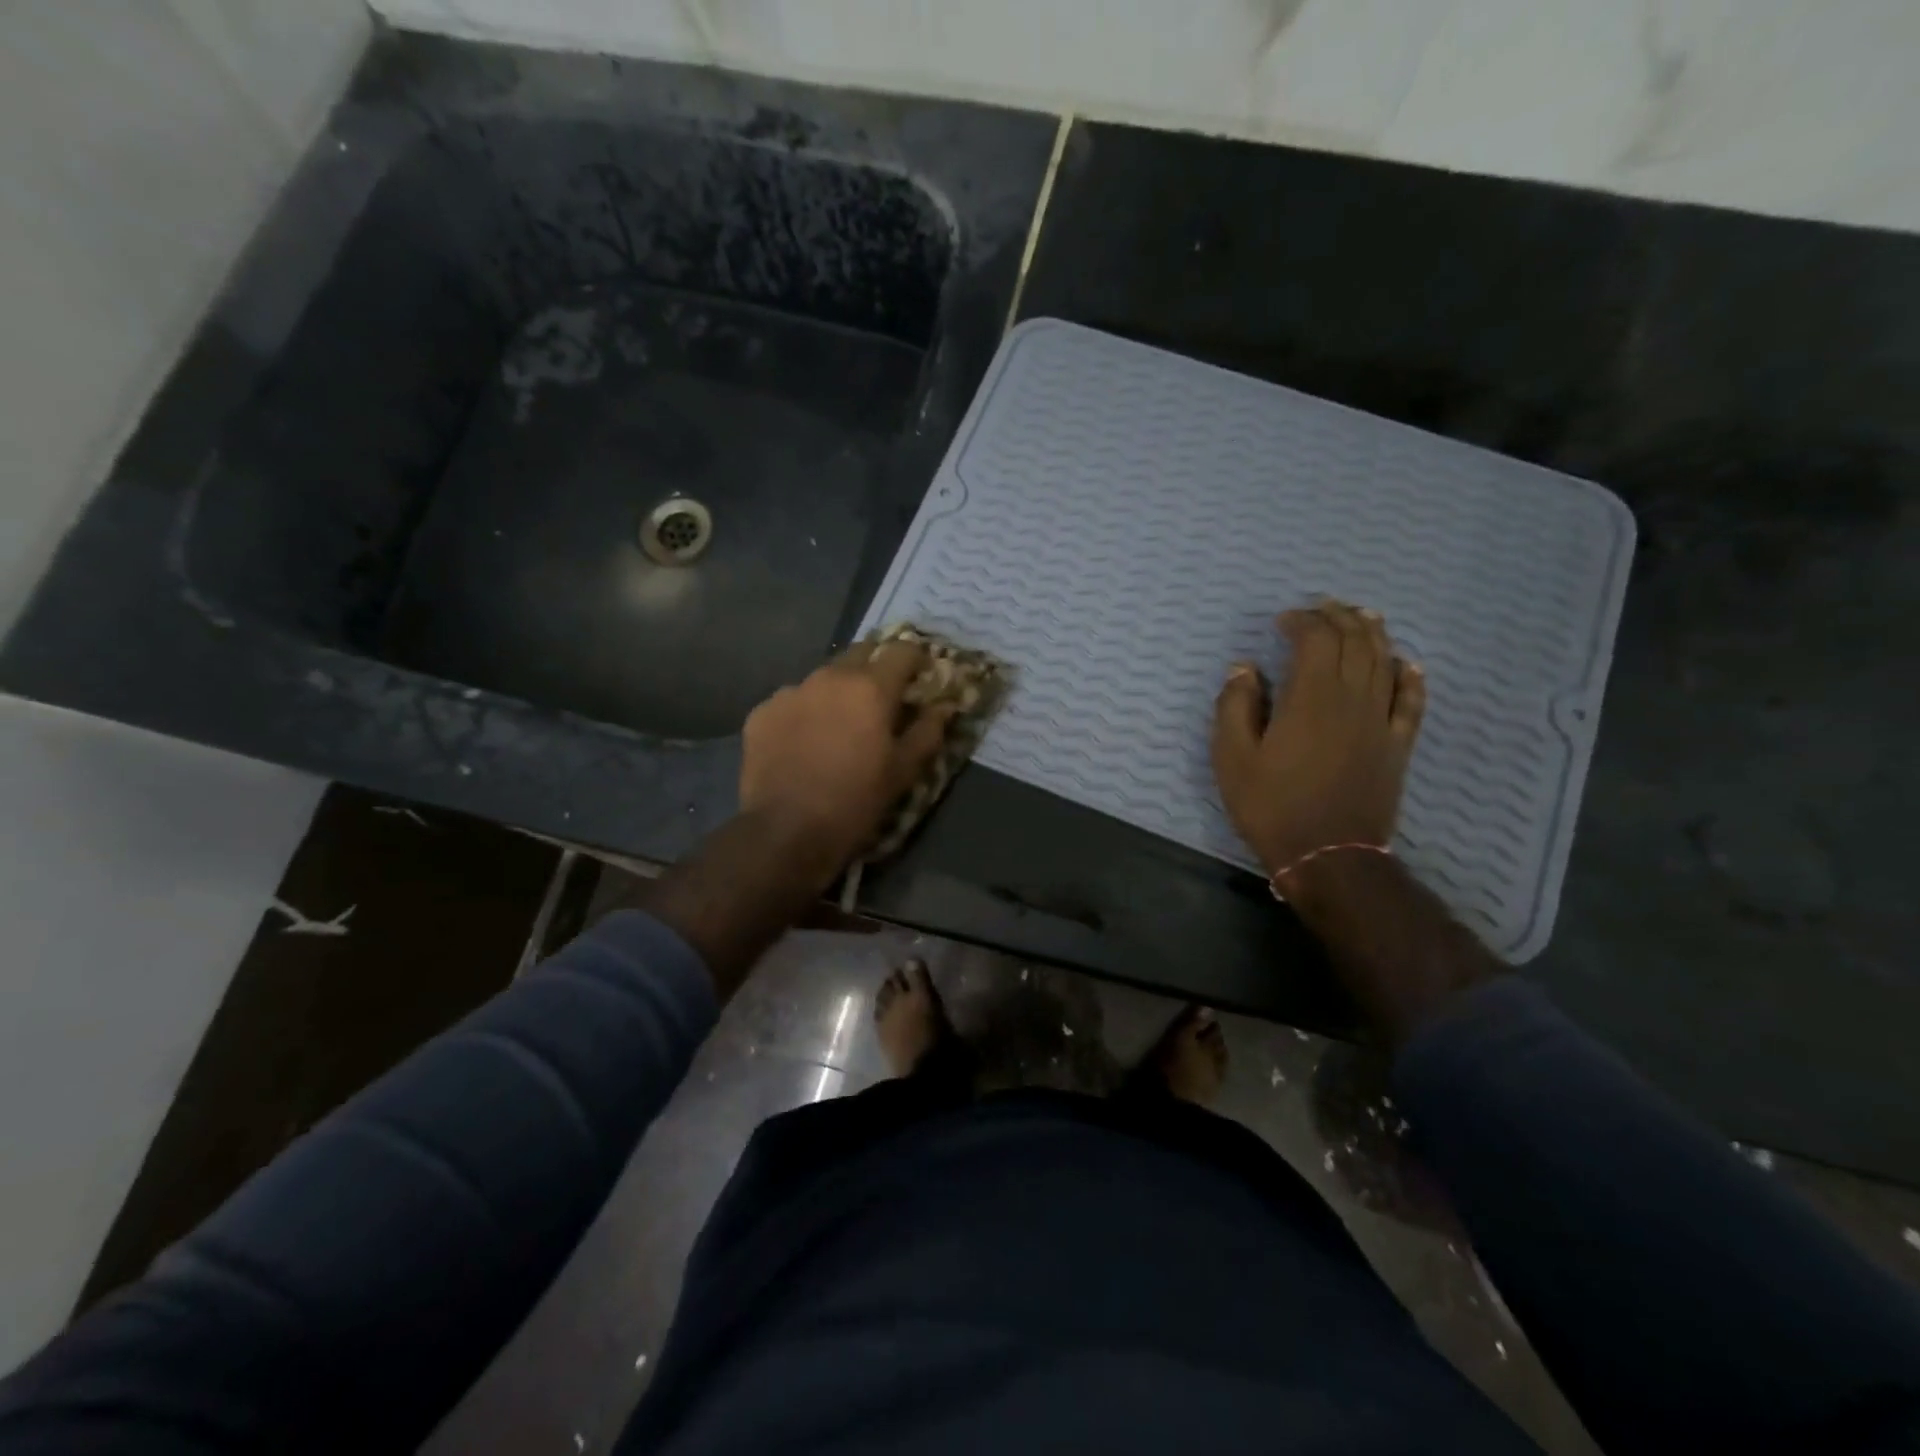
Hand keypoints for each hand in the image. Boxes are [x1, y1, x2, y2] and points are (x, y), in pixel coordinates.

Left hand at [739, 640, 955, 877]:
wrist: (786, 832)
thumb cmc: (856, 801)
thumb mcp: (903, 771)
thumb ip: (928, 731)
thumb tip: (944, 706)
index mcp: (870, 687)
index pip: (902, 650)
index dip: (916, 660)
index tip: (920, 678)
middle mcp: (829, 677)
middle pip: (860, 654)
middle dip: (876, 669)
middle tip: (881, 701)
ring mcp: (790, 691)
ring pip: (823, 678)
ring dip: (838, 692)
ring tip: (838, 726)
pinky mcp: (762, 712)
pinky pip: (792, 701)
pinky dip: (804, 713)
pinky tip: (803, 743)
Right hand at [1211, 600, 1425, 878]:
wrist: (1328, 854)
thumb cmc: (1272, 805)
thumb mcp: (1232, 758)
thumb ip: (1235, 706)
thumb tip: (1243, 669)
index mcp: (1310, 698)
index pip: (1316, 640)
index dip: (1302, 621)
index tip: (1283, 621)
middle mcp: (1352, 699)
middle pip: (1355, 642)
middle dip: (1339, 618)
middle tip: (1323, 607)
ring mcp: (1381, 721)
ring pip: (1384, 663)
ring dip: (1374, 634)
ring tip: (1363, 617)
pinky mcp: (1397, 745)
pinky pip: (1411, 701)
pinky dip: (1409, 677)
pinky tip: (1405, 664)